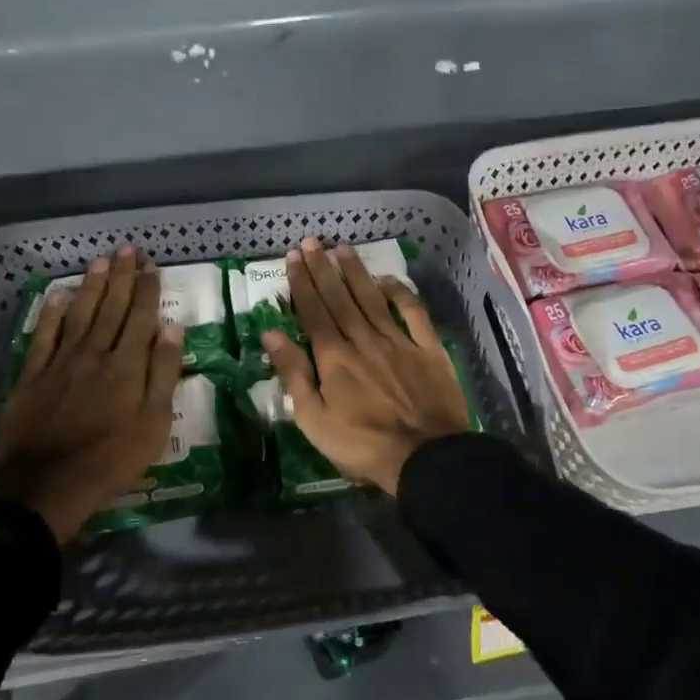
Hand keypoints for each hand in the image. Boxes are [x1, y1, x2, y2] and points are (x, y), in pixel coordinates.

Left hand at [0, 247, 184, 543]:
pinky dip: (50, 314)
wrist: (45, 486)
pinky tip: (57, 295)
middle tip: (127, 250)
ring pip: (79, 314)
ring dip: (91, 286)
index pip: (140, 317)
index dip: (147, 290)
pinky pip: (42, 336)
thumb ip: (163, 373)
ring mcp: (60, 362)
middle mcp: (94, 353)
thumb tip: (171, 327)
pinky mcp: (32, 376)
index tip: (152, 266)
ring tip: (100, 261)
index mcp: (127, 365)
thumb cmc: (111, 460)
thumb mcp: (154, 423)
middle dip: (122, 277)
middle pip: (111, 308)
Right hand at [262, 238, 471, 495]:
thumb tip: (270, 332)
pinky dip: (401, 293)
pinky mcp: (428, 349)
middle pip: (340, 298)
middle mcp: (363, 339)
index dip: (302, 283)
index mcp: (334, 357)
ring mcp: (398, 341)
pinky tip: (389, 279)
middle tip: (312, 241)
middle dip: (323, 268)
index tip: (293, 256)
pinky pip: (414, 313)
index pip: (313, 311)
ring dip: (356, 272)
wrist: (426, 458)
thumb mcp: (313, 419)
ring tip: (343, 248)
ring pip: (373, 299)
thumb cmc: (362, 445)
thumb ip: (293, 373)